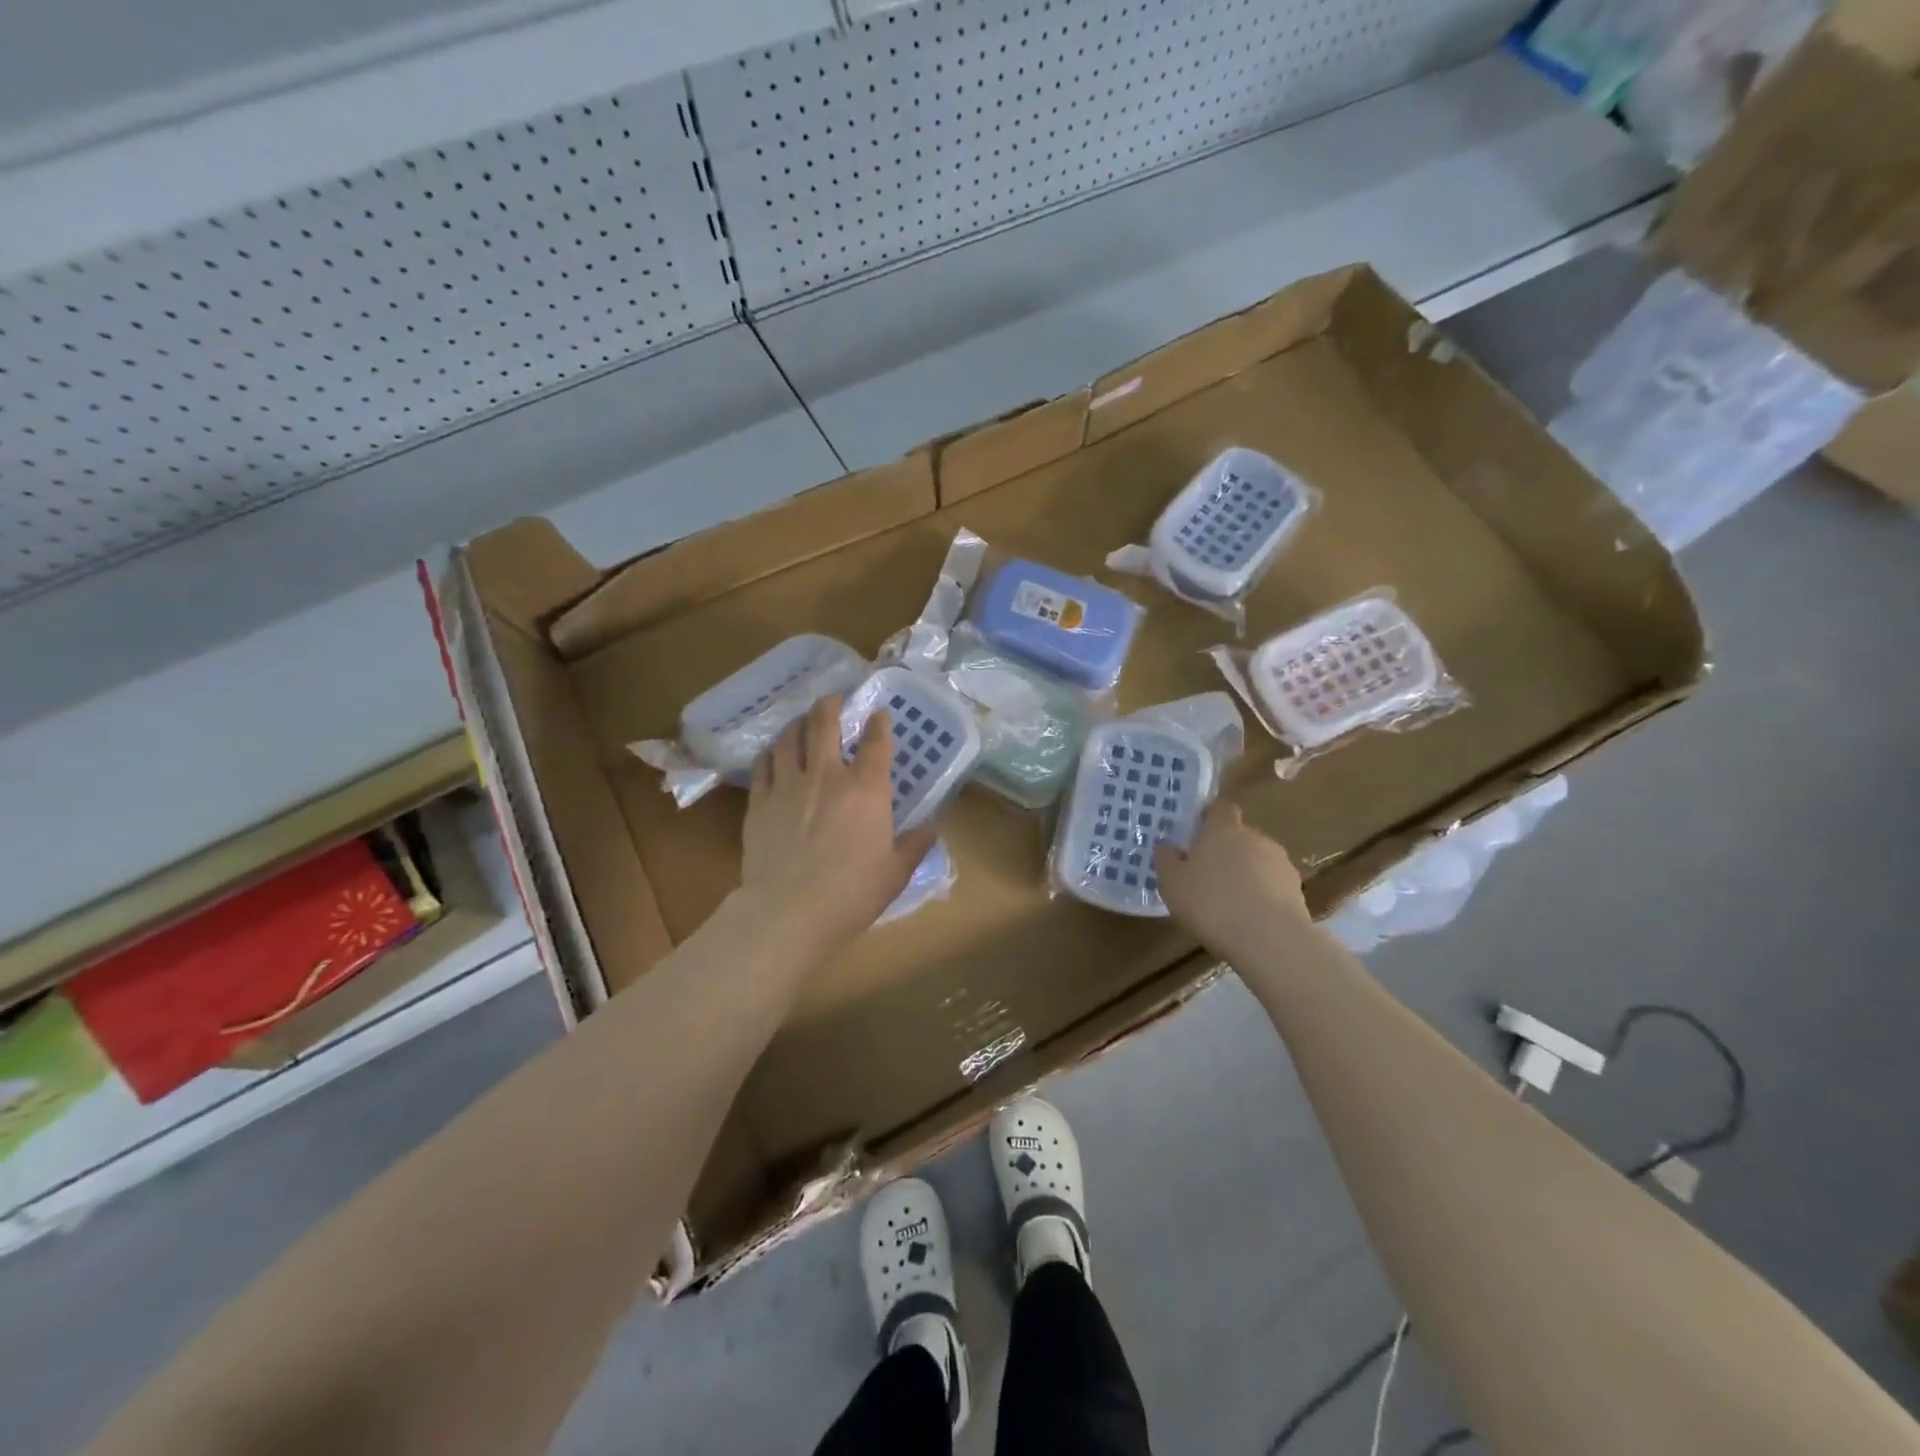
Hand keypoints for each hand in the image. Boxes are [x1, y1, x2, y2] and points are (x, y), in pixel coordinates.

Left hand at [741, 695, 938, 947]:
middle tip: (833, 697)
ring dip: (798, 723)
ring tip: (802, 721)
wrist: (789, 911)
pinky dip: (771, 753)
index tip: (879, 713)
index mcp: (866, 790)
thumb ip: (915, 845)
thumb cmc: (852, 893)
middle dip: (830, 705)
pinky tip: (773, 753)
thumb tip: (933, 828)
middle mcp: (827, 776)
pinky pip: (763, 764)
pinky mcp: (760, 801)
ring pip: (789, 738)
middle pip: (824, 724)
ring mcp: (788, 785)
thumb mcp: (896, 873)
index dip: (879, 723)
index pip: (876, 743)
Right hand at [1155, 802, 1309, 957]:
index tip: (1198, 835)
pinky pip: (1274, 885)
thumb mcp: (1172, 883)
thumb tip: (1167, 847)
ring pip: (1258, 860)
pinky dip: (1264, 895)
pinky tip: (1251, 918)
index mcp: (1223, 829)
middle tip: (1208, 876)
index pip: (1220, 808)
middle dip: (1227, 850)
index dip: (1210, 818)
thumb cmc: (1211, 903)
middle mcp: (1254, 837)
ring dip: (1247, 874)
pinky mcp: (1297, 889)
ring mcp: (1280, 862)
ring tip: (1231, 902)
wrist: (1270, 939)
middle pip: (1240, 836)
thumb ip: (1167, 860)